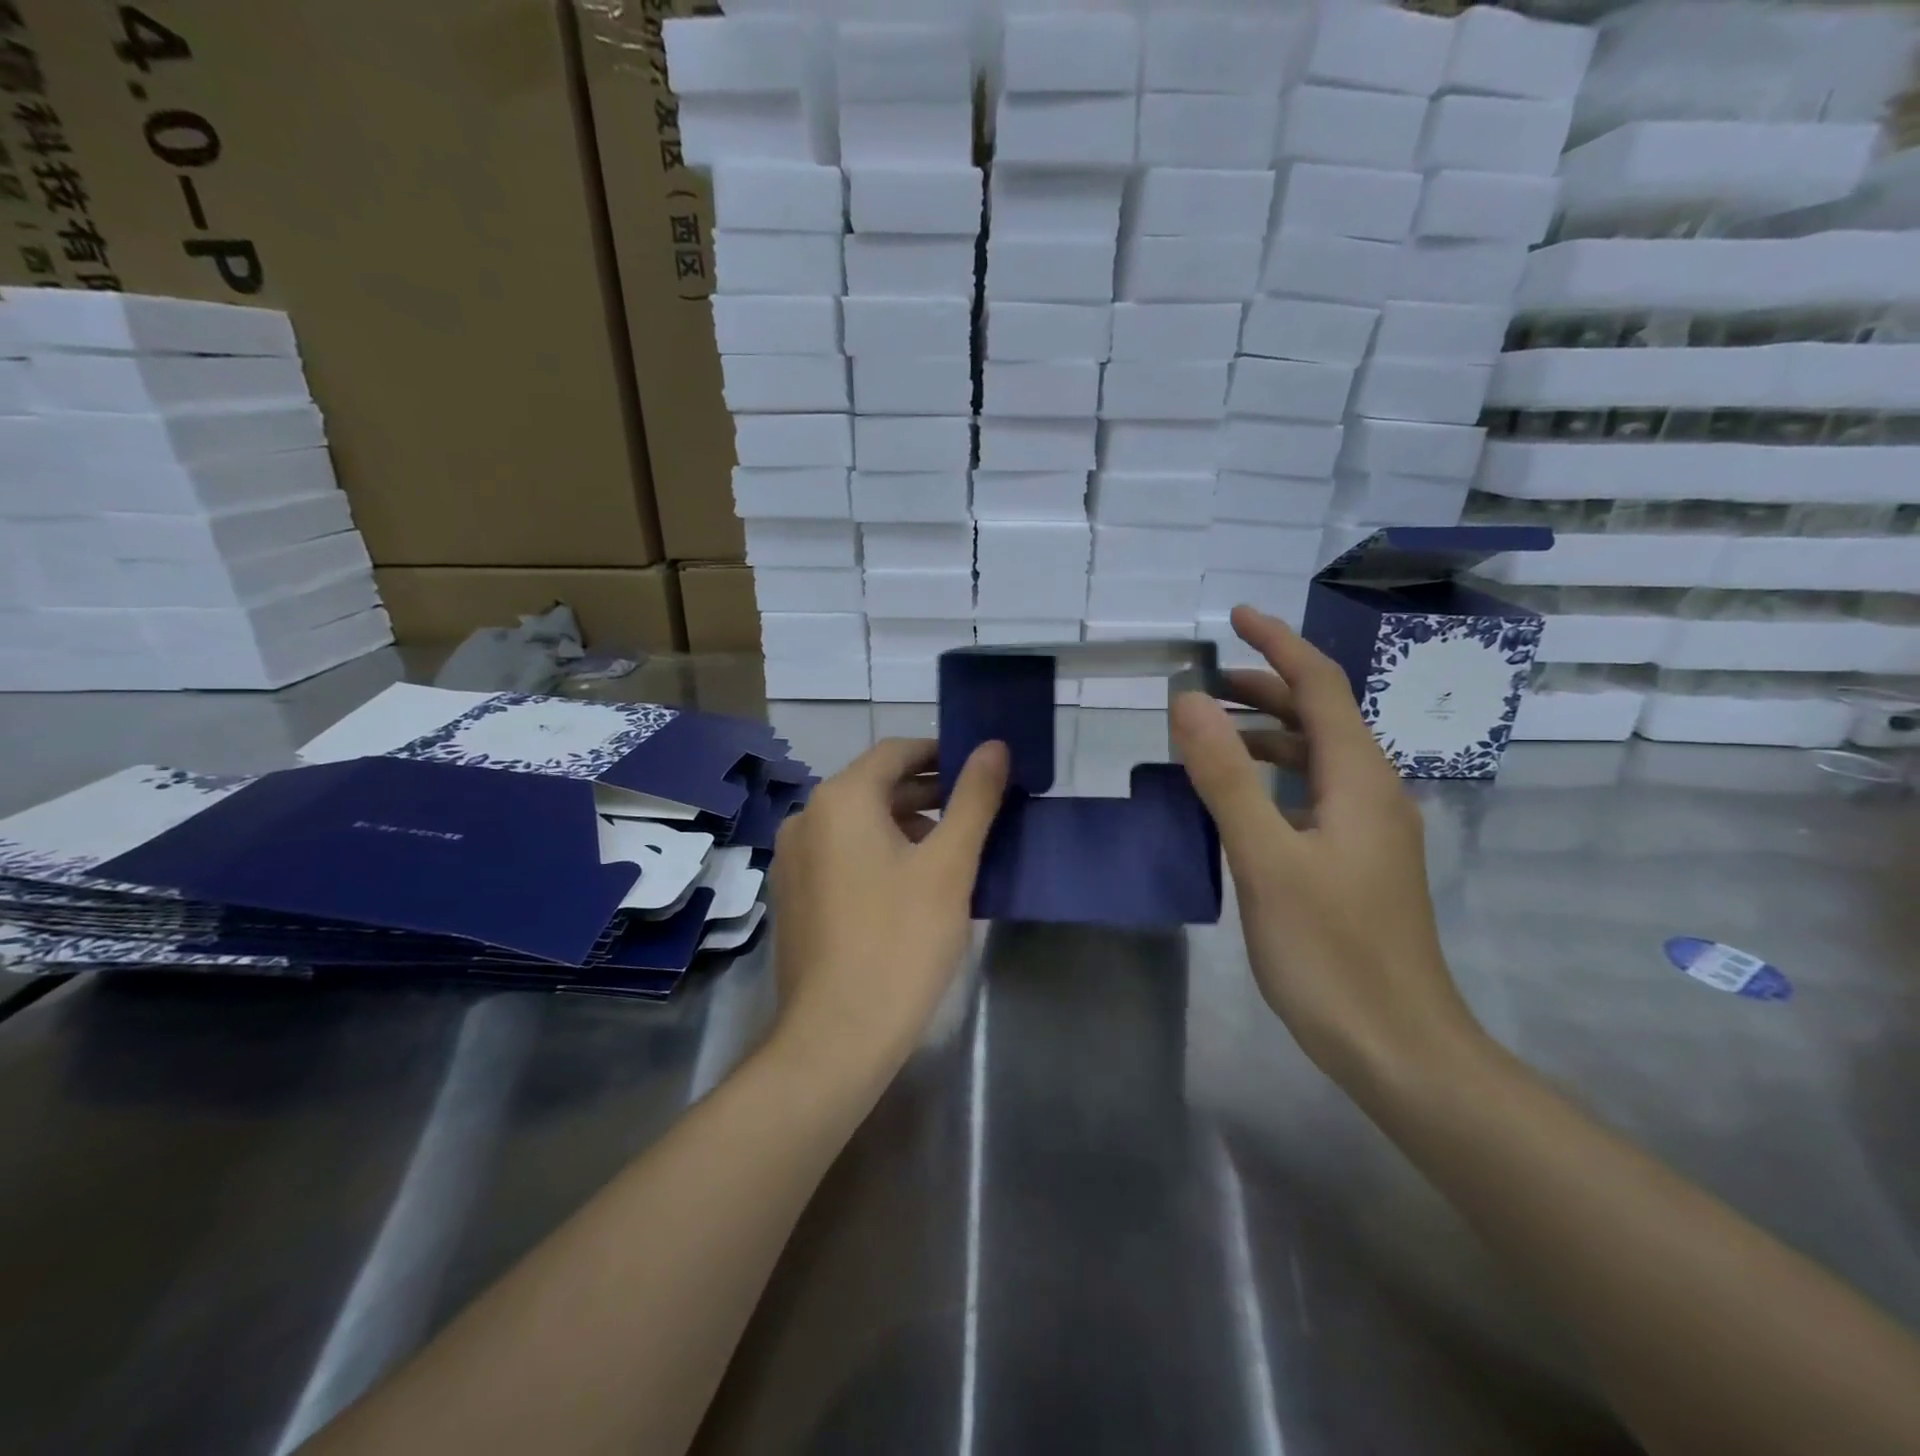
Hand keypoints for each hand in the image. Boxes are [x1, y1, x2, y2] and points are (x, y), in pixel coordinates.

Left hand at [769, 737, 1008, 1079]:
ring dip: (906, 824)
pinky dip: (880, 852)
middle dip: (928, 792)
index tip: (981, 768)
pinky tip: (913, 883)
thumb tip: (995, 746)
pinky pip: (842, 854)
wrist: (836, 1035)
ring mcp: (793, 859)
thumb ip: (974, 798)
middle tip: (977, 809)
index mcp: (840, 800)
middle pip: (875, 786)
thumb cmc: (900, 941)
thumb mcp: (949, 865)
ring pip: (859, 823)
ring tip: (952, 847)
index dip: (942, 753)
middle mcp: (806, 818)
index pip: (896, 752)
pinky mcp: (794, 895)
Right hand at [1171, 607, 1481, 1085]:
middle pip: (1320, 716)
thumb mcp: (1266, 859)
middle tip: (1203, 683)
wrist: (1399, 1046)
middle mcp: (1371, 793)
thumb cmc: (1332, 953)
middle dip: (1265, 687)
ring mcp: (1366, 830)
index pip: (1321, 686)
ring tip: (1208, 734)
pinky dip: (1271, 777)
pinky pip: (1310, 795)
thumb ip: (1225, 777)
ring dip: (1265, 733)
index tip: (1235, 617)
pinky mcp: (1354, 861)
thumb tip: (1187, 701)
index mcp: (1359, 780)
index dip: (1279, 644)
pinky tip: (1237, 799)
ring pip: (1315, 758)